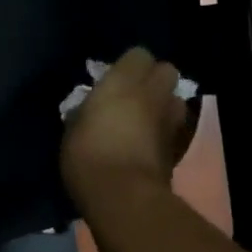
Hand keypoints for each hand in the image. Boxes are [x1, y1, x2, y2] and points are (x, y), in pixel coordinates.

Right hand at [60, 47, 191, 207]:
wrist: (123, 197)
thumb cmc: (88, 154)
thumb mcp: (73, 127)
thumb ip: (86, 110)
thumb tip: (90, 109)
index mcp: (124, 81)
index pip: (138, 54)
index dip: (128, 65)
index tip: (113, 78)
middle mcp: (153, 93)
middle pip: (166, 70)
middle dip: (154, 79)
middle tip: (134, 95)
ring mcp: (170, 120)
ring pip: (176, 99)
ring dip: (164, 104)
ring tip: (145, 119)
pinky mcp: (178, 147)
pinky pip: (174, 128)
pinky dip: (165, 131)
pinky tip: (148, 144)